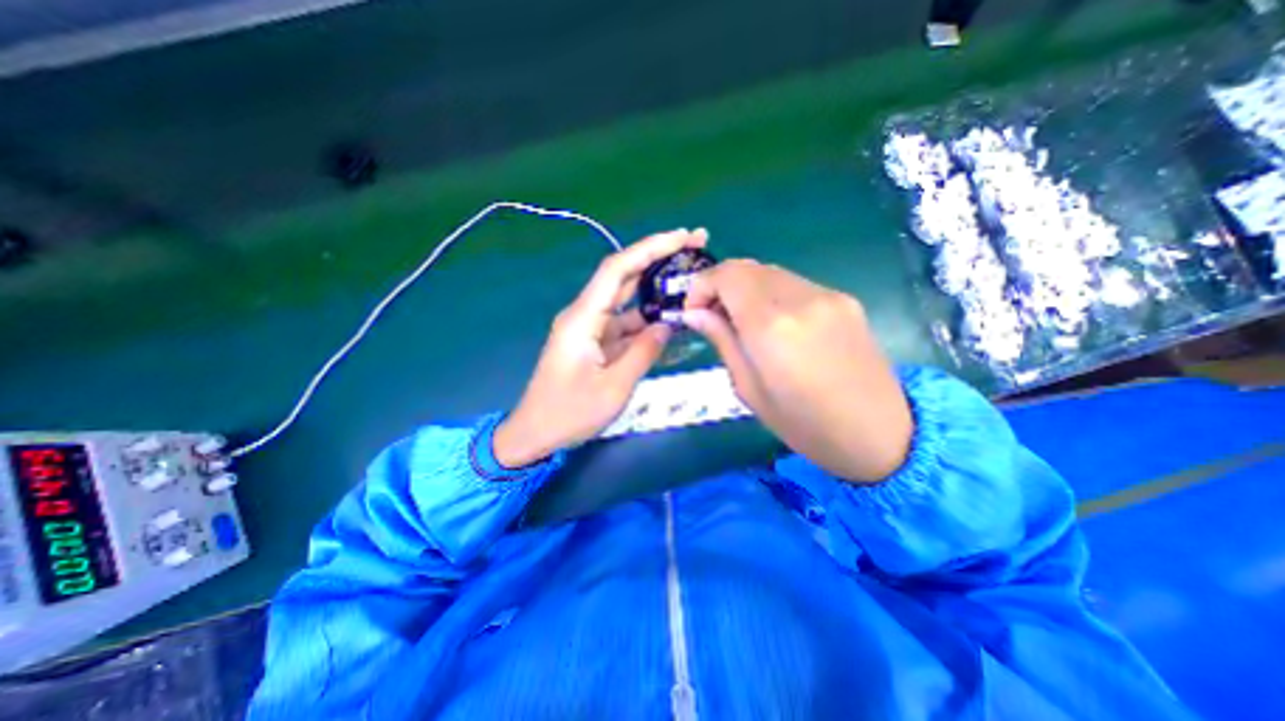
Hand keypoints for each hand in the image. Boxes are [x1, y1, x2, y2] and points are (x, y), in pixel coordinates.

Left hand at [494, 229, 713, 468]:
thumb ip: (643, 353)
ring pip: (626, 301)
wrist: (535, 433)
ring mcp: (589, 328)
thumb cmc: (569, 414)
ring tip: (690, 283)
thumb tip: (666, 326)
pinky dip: (646, 321)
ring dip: (655, 292)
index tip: (682, 237)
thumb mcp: (614, 388)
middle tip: (695, 246)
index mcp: (583, 318)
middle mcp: (585, 314)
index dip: (650, 248)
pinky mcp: (594, 342)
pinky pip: (624, 324)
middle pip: (623, 276)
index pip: (618, 269)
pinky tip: (670, 321)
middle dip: (658, 258)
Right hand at [683, 260, 911, 484]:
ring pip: (771, 273)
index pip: (728, 276)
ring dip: (746, 289)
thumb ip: (723, 341)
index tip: (693, 310)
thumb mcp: (749, 390)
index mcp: (772, 327)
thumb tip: (695, 313)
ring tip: (741, 322)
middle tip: (712, 316)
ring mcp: (828, 296)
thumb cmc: (804, 425)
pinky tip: (774, 325)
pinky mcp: (845, 300)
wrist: (880, 435)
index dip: (702, 285)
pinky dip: (772, 295)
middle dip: (721, 285)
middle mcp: (801, 299)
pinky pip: (794, 285)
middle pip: (748, 268)